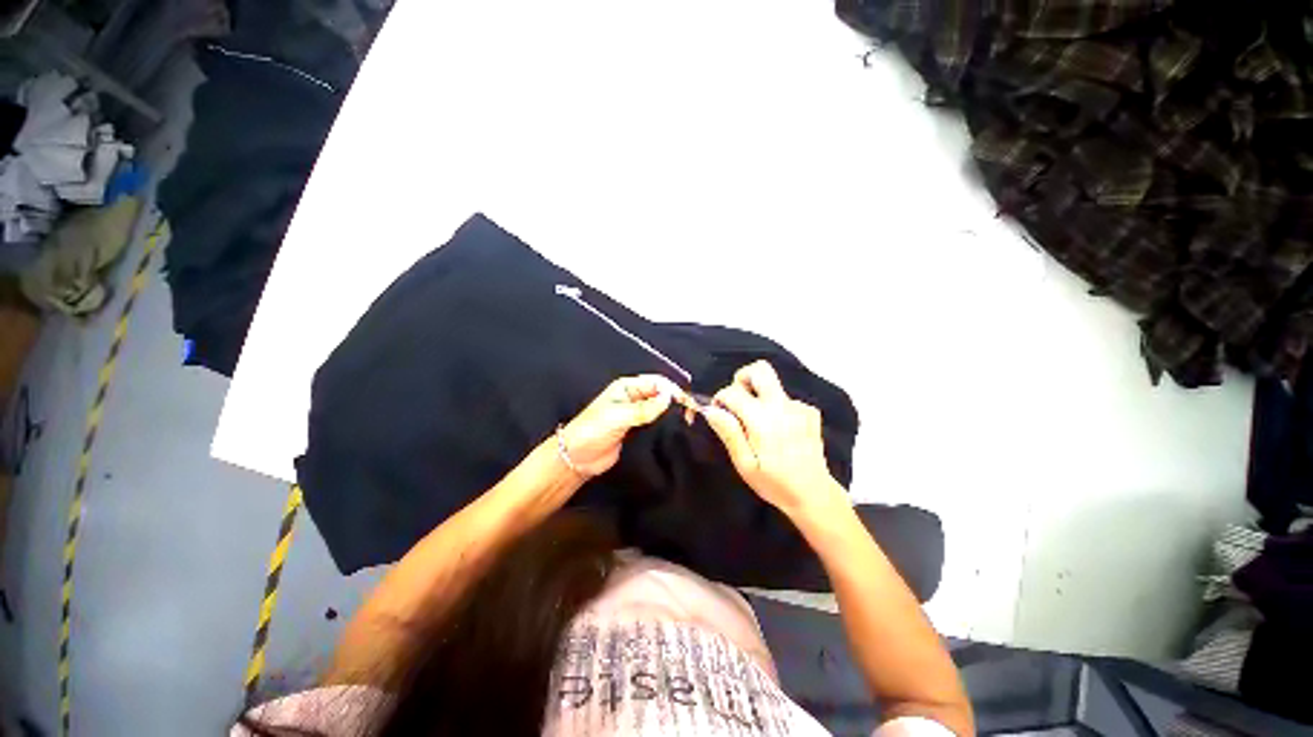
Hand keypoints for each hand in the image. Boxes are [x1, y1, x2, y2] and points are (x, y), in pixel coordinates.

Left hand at [559, 375, 682, 476]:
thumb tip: (669, 398)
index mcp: (626, 387)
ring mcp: (635, 414)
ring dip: (671, 412)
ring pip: (658, 408)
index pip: (655, 382)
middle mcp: (632, 397)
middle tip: (691, 414)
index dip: (671, 390)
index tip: (687, 403)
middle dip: (674, 400)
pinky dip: (665, 424)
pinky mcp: (636, 430)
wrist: (577, 458)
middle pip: (659, 393)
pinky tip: (676, 429)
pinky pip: (654, 423)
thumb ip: (645, 409)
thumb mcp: (619, 416)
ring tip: (688, 422)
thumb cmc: (594, 430)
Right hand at [702, 361, 848, 517]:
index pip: (733, 391)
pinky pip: (785, 399)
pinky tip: (779, 430)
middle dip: (743, 379)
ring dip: (760, 397)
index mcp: (762, 419)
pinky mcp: (810, 412)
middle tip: (737, 400)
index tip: (719, 412)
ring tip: (760, 425)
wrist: (814, 494)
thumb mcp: (745, 464)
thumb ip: (729, 433)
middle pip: (760, 370)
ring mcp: (799, 407)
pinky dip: (776, 408)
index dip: (720, 398)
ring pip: (772, 386)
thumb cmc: (774, 483)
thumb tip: (711, 410)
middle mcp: (782, 406)